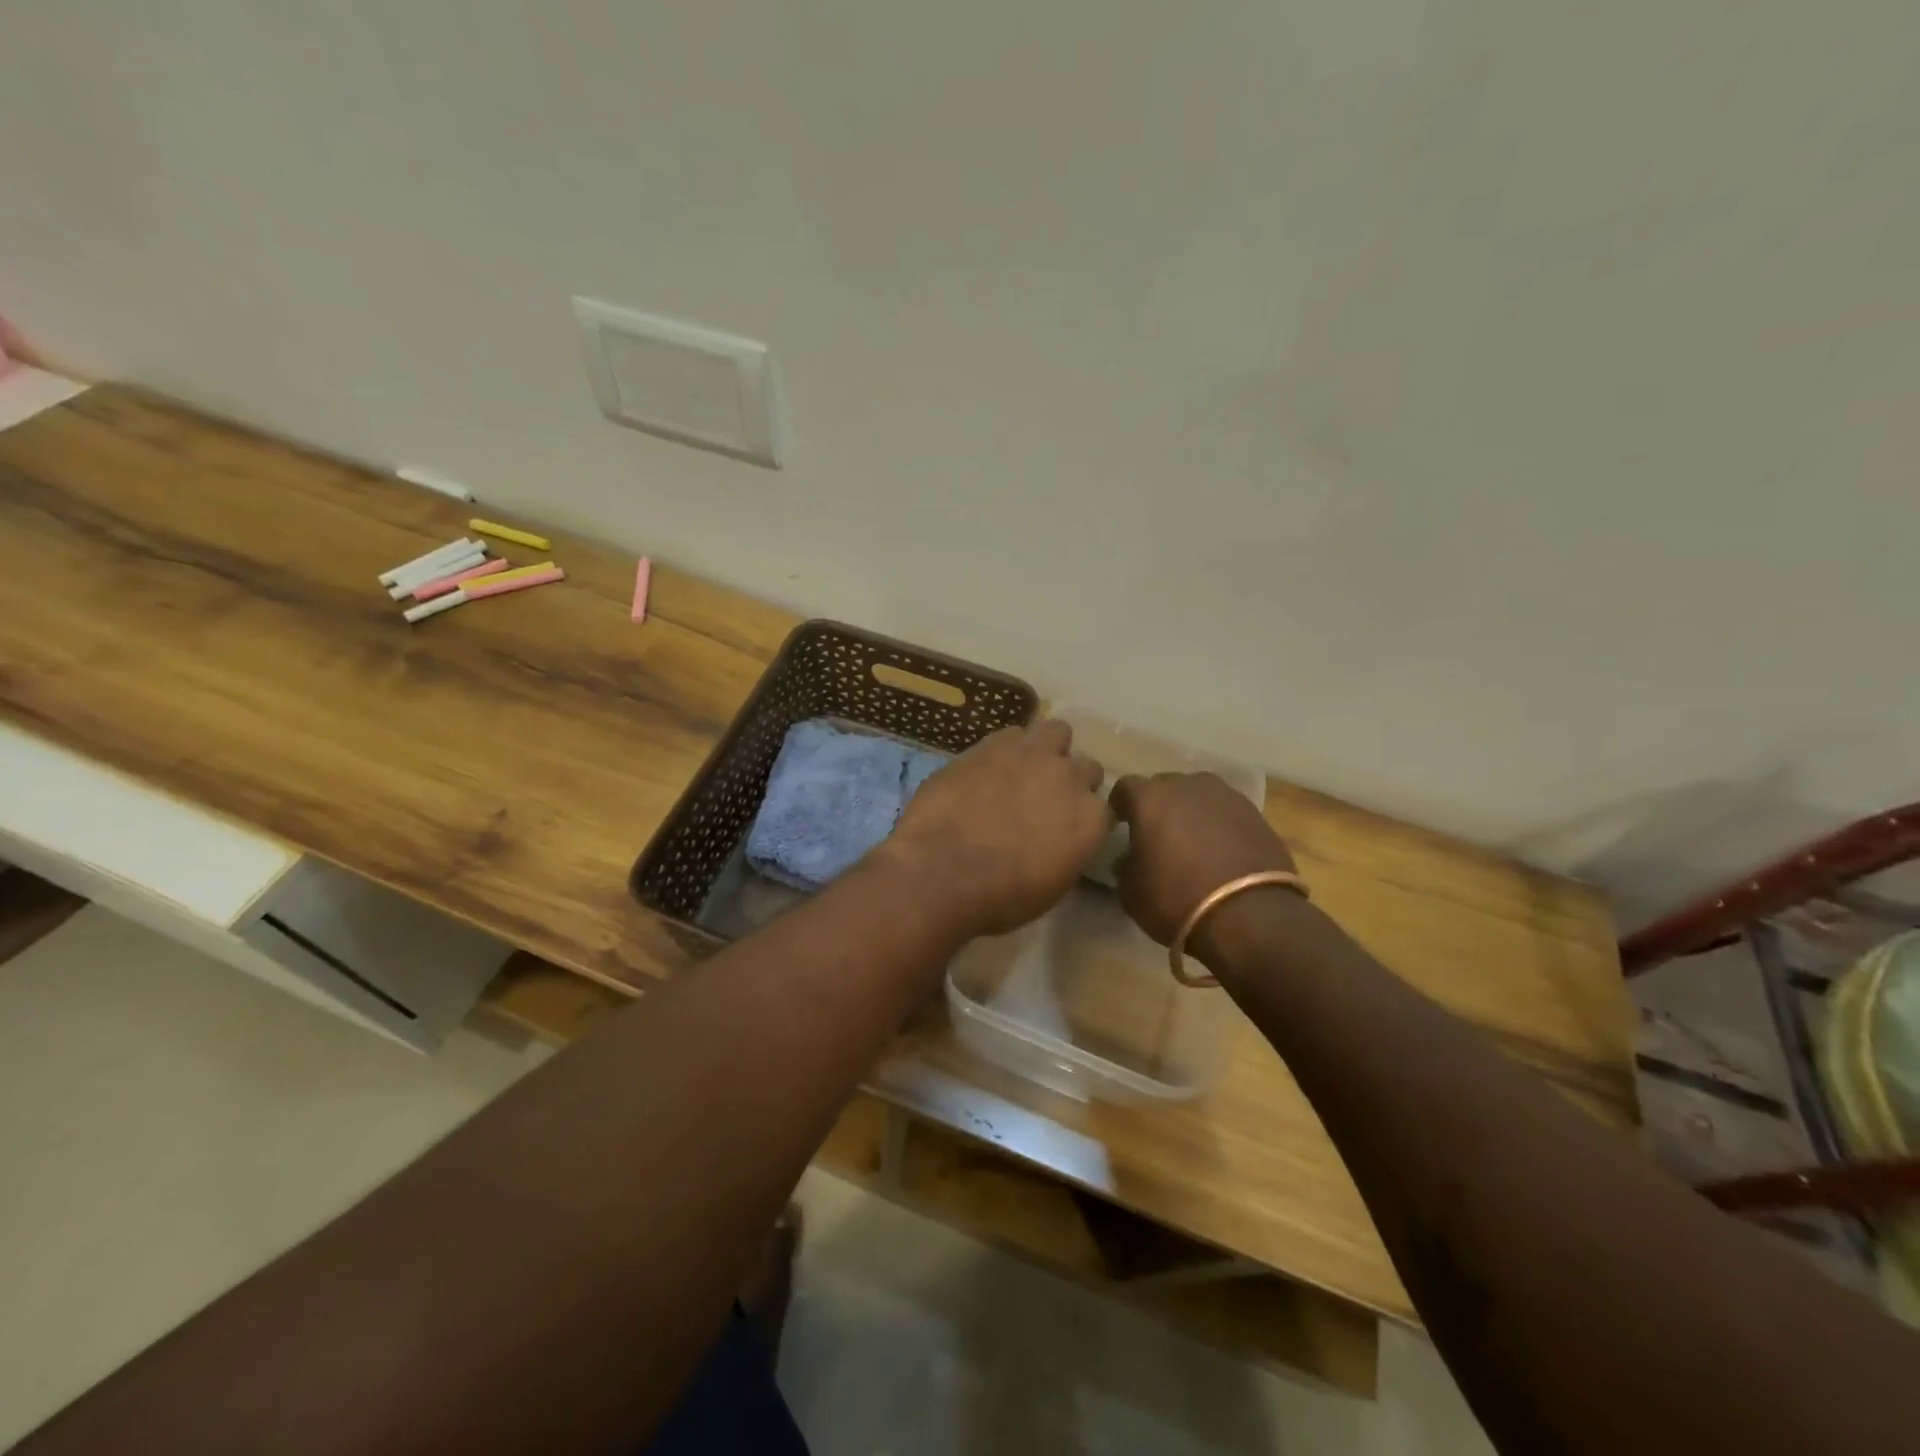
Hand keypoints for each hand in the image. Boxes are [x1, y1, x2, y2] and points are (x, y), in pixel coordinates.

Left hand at [878, 721, 1109, 939]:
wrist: (941, 871)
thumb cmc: (1000, 896)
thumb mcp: (1051, 886)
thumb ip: (1067, 850)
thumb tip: (1059, 839)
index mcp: (1090, 818)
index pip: (1105, 809)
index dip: (1084, 819)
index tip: (1067, 831)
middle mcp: (1068, 777)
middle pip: (1086, 767)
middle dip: (1071, 781)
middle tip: (1046, 801)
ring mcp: (1029, 754)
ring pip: (1056, 732)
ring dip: (1047, 750)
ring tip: (1024, 771)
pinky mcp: (989, 744)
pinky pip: (1012, 734)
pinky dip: (1008, 748)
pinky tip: (990, 767)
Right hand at [1109, 772, 1297, 960]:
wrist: (1251, 915)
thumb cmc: (1177, 899)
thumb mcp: (1132, 893)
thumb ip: (1125, 867)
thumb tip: (1129, 860)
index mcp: (1150, 798)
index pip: (1125, 787)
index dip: (1121, 805)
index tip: (1121, 823)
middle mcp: (1188, 786)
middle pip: (1165, 786)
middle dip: (1158, 806)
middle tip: (1157, 834)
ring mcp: (1226, 796)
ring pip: (1199, 796)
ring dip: (1191, 812)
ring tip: (1192, 841)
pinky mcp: (1256, 814)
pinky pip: (1226, 812)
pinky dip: (1220, 825)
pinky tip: (1221, 851)